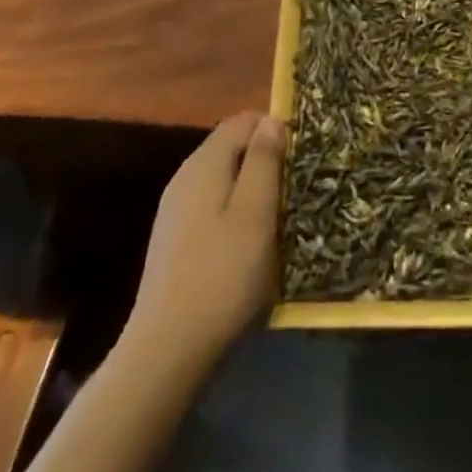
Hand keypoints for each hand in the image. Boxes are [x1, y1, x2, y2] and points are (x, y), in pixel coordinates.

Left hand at [126, 112, 284, 374]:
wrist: (167, 351)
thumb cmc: (222, 276)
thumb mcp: (255, 214)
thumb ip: (264, 161)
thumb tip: (272, 120)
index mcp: (204, 164)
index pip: (243, 120)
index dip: (275, 127)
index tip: (304, 153)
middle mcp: (185, 178)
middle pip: (231, 148)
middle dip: (266, 158)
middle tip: (298, 186)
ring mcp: (176, 210)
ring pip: (223, 179)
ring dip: (254, 188)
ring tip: (282, 214)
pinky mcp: (175, 240)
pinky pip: (213, 207)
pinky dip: (237, 212)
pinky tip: (252, 242)